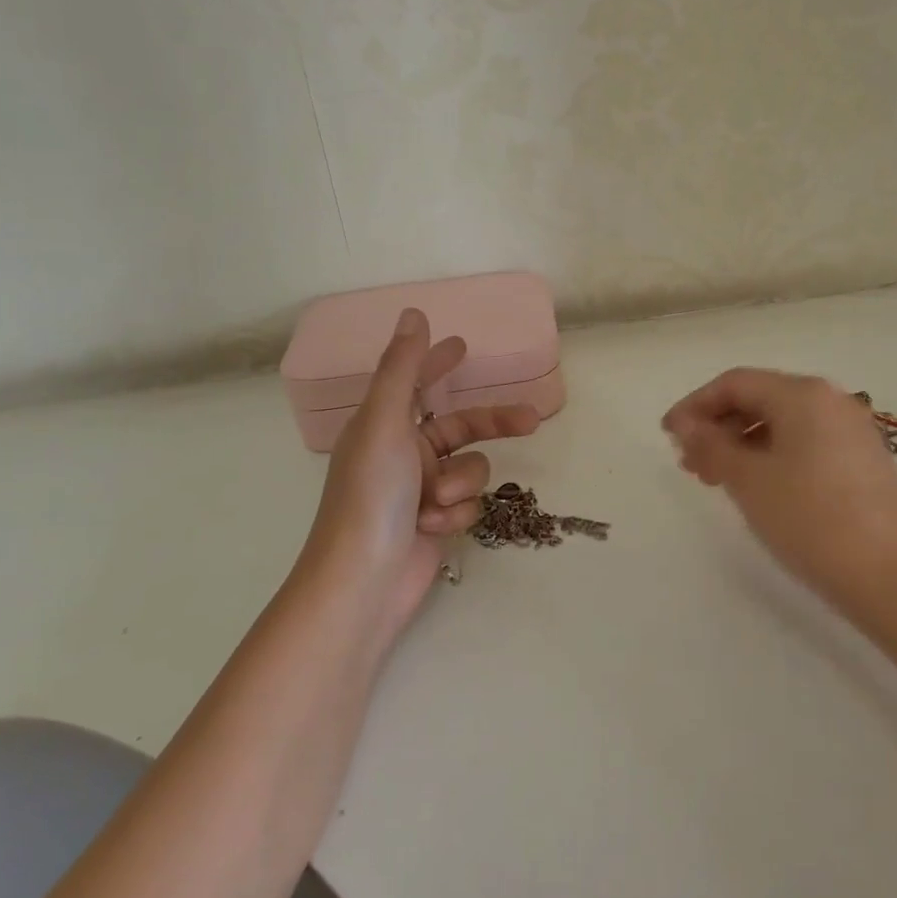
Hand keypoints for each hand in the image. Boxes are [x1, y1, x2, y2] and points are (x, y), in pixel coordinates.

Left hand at [304, 308, 540, 640]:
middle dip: (494, 423)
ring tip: (435, 504)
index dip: (437, 363)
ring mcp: (421, 489)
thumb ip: (403, 367)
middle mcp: (403, 452)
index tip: (461, 346)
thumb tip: (414, 314)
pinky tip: (433, 529)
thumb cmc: (370, 496)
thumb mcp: (385, 422)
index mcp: (384, 424)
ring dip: (461, 484)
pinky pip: (468, 503)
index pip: (417, 382)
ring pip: (470, 468)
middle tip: (532, 419)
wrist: (364, 583)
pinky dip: (455, 514)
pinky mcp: (437, 521)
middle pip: (462, 426)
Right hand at [663, 368, 896, 615]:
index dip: (695, 405)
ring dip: (743, 444)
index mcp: (803, 393)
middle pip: (760, 399)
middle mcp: (831, 401)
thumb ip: (711, 446)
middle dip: (718, 426)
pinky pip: (805, 444)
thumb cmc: (812, 519)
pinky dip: (773, 457)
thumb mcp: (750, 481)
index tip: (668, 436)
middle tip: (690, 464)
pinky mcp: (864, 461)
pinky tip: (759, 489)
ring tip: (718, 481)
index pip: (736, 383)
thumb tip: (685, 425)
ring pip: (783, 424)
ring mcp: (852, 431)